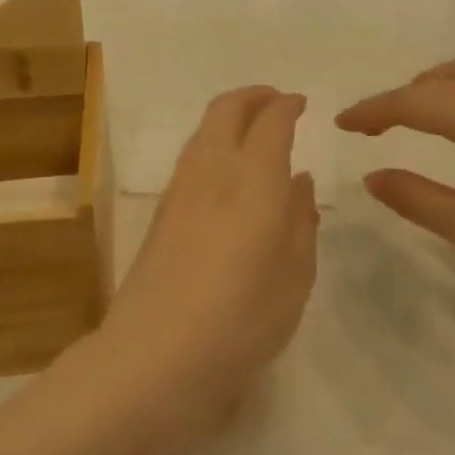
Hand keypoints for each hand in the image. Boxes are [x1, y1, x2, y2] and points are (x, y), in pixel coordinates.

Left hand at [92, 87, 319, 446]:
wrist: (154, 357)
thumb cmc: (242, 320)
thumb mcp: (294, 277)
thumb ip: (300, 221)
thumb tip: (299, 182)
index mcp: (254, 180)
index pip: (271, 121)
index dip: (287, 106)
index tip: (301, 104)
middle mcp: (213, 172)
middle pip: (226, 110)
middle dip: (253, 97)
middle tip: (276, 103)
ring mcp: (179, 191)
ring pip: (203, 132)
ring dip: (229, 119)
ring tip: (253, 134)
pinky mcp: (160, 215)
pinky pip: (191, 159)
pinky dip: (212, 145)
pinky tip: (227, 175)